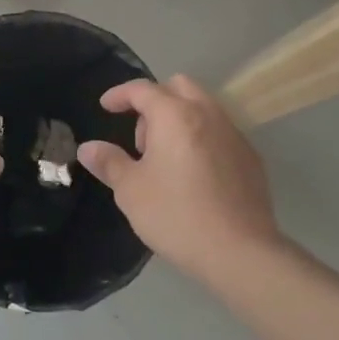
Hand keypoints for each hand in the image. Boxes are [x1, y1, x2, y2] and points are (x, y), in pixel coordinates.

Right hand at [76, 75, 280, 282]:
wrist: (241, 252)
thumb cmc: (177, 215)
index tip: (105, 107)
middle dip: (155, 102)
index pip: (142, 89)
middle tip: (142, 140)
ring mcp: (234, 134)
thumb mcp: (131, 191)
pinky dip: (201, 138)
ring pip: (202, 107)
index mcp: (175, 115)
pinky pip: (220, 132)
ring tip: (166, 159)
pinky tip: (195, 175)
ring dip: (180, 118)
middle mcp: (207, 114)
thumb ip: (109, 162)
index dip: (120, 94)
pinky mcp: (251, 157)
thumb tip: (87, 148)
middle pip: (178, 87)